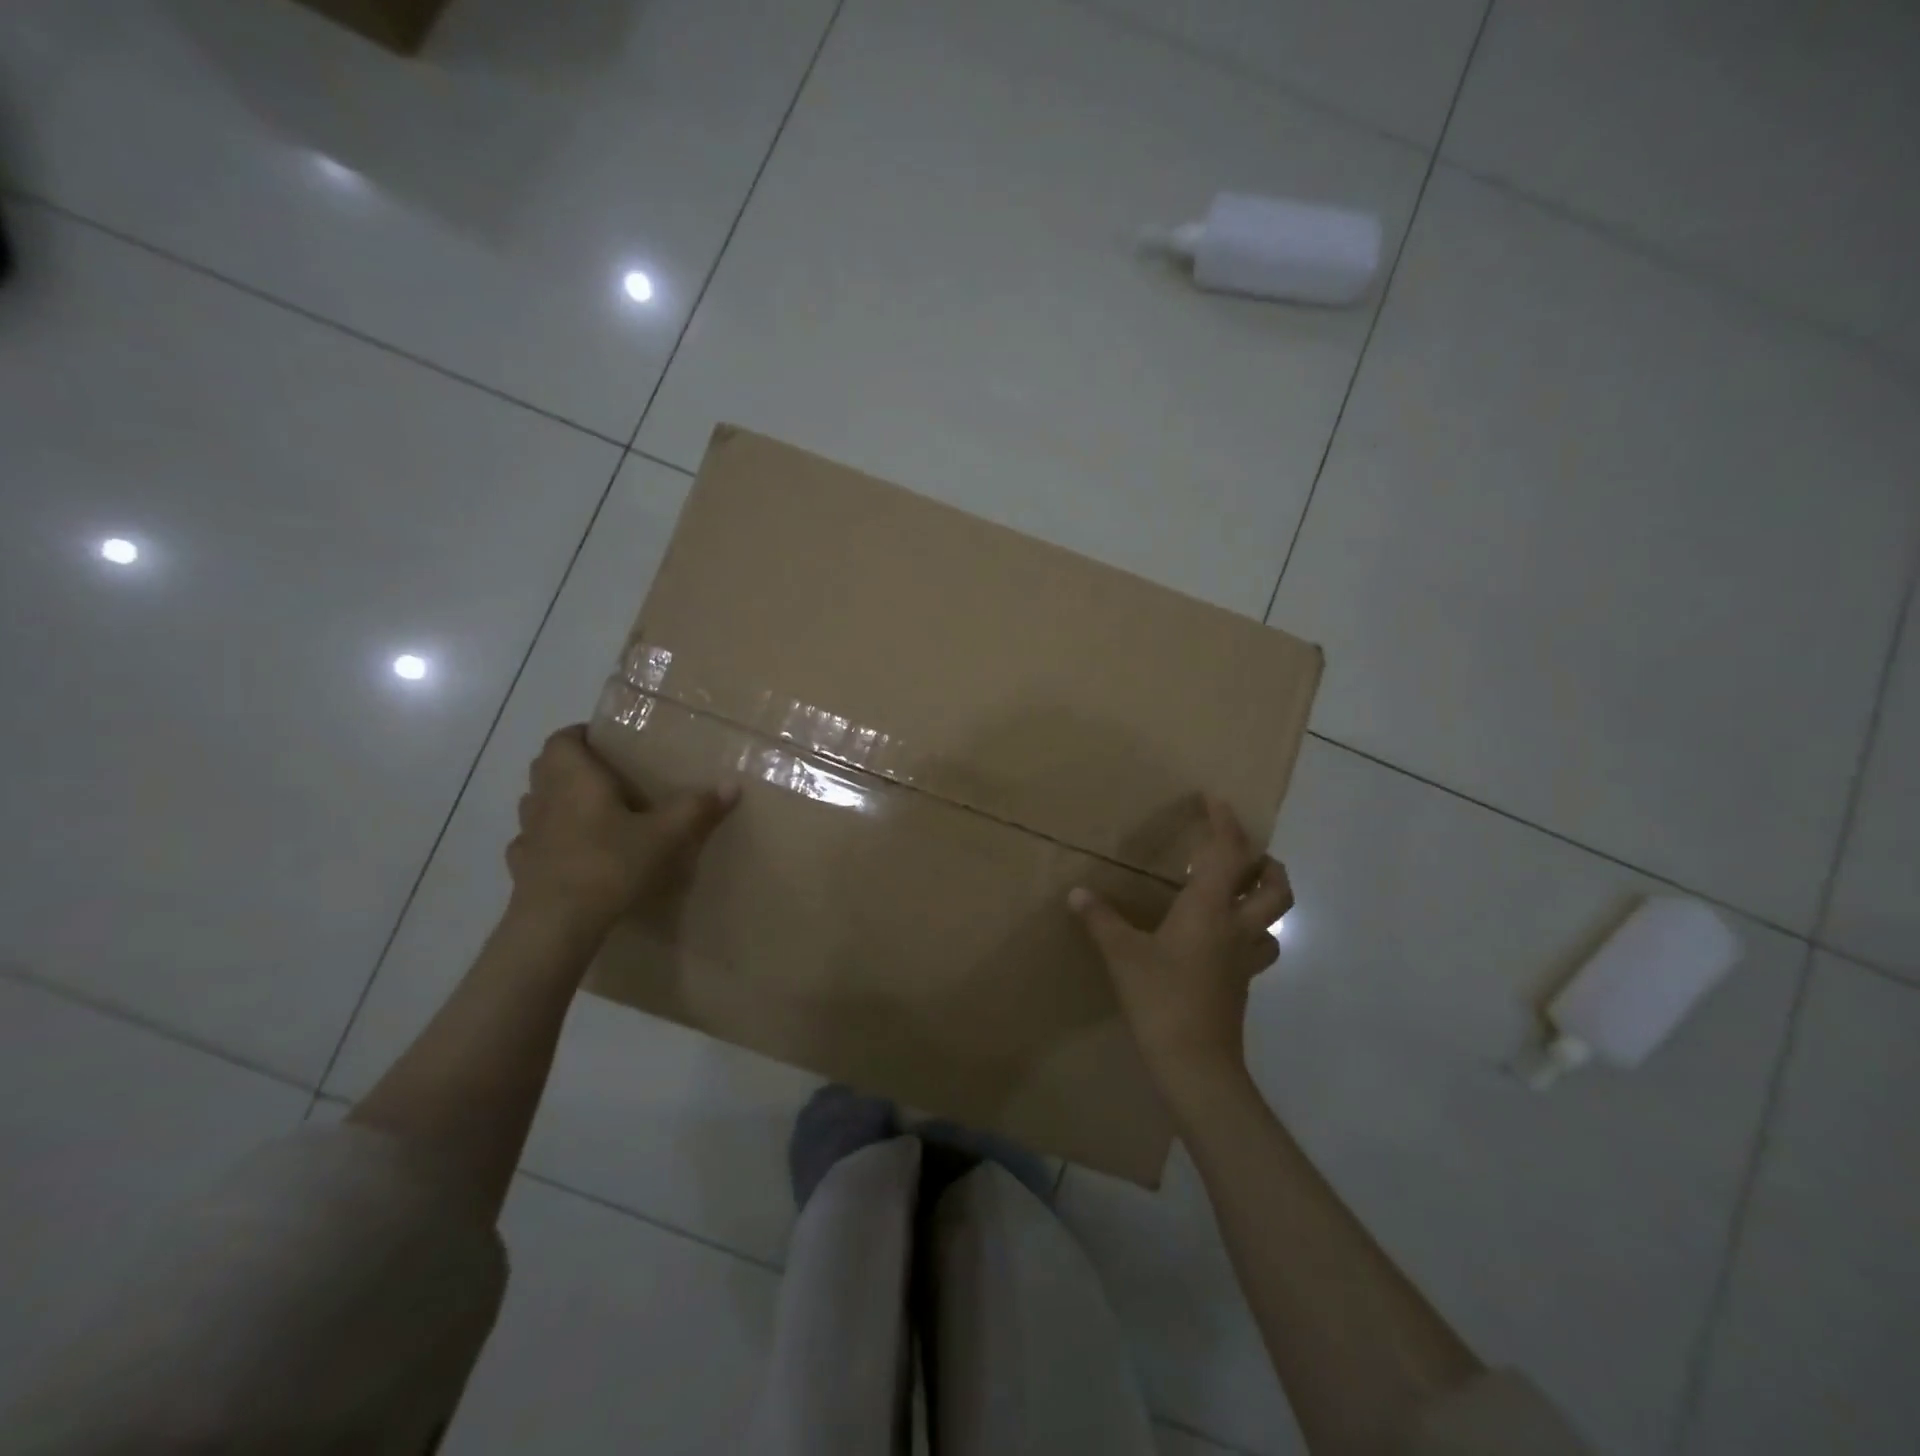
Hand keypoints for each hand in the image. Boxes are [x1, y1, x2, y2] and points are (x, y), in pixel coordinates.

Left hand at [505, 725, 737, 933]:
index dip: (581, 735)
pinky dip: (551, 840)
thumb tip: (732, 784)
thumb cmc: (610, 864)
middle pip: (547, 767)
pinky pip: (535, 841)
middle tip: (609, 777)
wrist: (557, 924)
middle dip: (573, 766)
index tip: (607, 743)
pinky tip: (574, 854)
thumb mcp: (665, 835)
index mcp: (574, 777)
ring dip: (558, 801)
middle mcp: (544, 797)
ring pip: (538, 803)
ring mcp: (528, 833)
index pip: (562, 739)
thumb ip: (696, 807)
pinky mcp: (521, 866)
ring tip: (593, 814)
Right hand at [1069, 796, 1290, 1099]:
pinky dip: (1249, 933)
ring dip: (1264, 897)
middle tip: (1242, 852)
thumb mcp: (1122, 954)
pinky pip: (1258, 947)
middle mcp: (1236, 927)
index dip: (1225, 822)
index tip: (1215, 799)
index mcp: (1209, 909)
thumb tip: (1077, 893)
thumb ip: (1100, 920)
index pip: (1229, 853)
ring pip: (1274, 919)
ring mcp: (1244, 958)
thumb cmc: (1160, 998)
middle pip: (1275, 886)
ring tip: (1238, 892)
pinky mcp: (1242, 984)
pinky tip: (1223, 939)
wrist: (1195, 1063)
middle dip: (1266, 862)